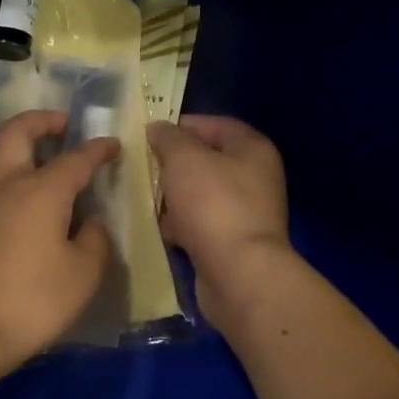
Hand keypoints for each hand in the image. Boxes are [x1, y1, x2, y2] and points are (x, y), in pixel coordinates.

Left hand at [0, 109, 120, 371]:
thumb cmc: (29, 302)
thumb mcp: (82, 276)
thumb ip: (94, 241)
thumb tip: (90, 222)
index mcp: (40, 191)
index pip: (76, 159)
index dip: (97, 149)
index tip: (111, 145)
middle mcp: (3, 186)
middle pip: (17, 133)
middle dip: (41, 121)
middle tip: (62, 124)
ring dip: (18, 151)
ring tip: (38, 165)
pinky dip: (3, 187)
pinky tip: (13, 215)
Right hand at [146, 116, 290, 331]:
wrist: (238, 274)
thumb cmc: (213, 204)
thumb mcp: (184, 158)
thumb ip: (168, 138)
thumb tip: (158, 129)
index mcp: (252, 149)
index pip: (215, 125)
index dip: (182, 125)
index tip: (149, 135)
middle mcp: (255, 177)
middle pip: (207, 160)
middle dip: (174, 163)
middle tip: (143, 166)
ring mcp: (246, 212)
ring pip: (201, 194)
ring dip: (174, 195)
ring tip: (145, 196)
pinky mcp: (233, 242)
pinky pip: (201, 223)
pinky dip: (181, 224)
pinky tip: (159, 228)